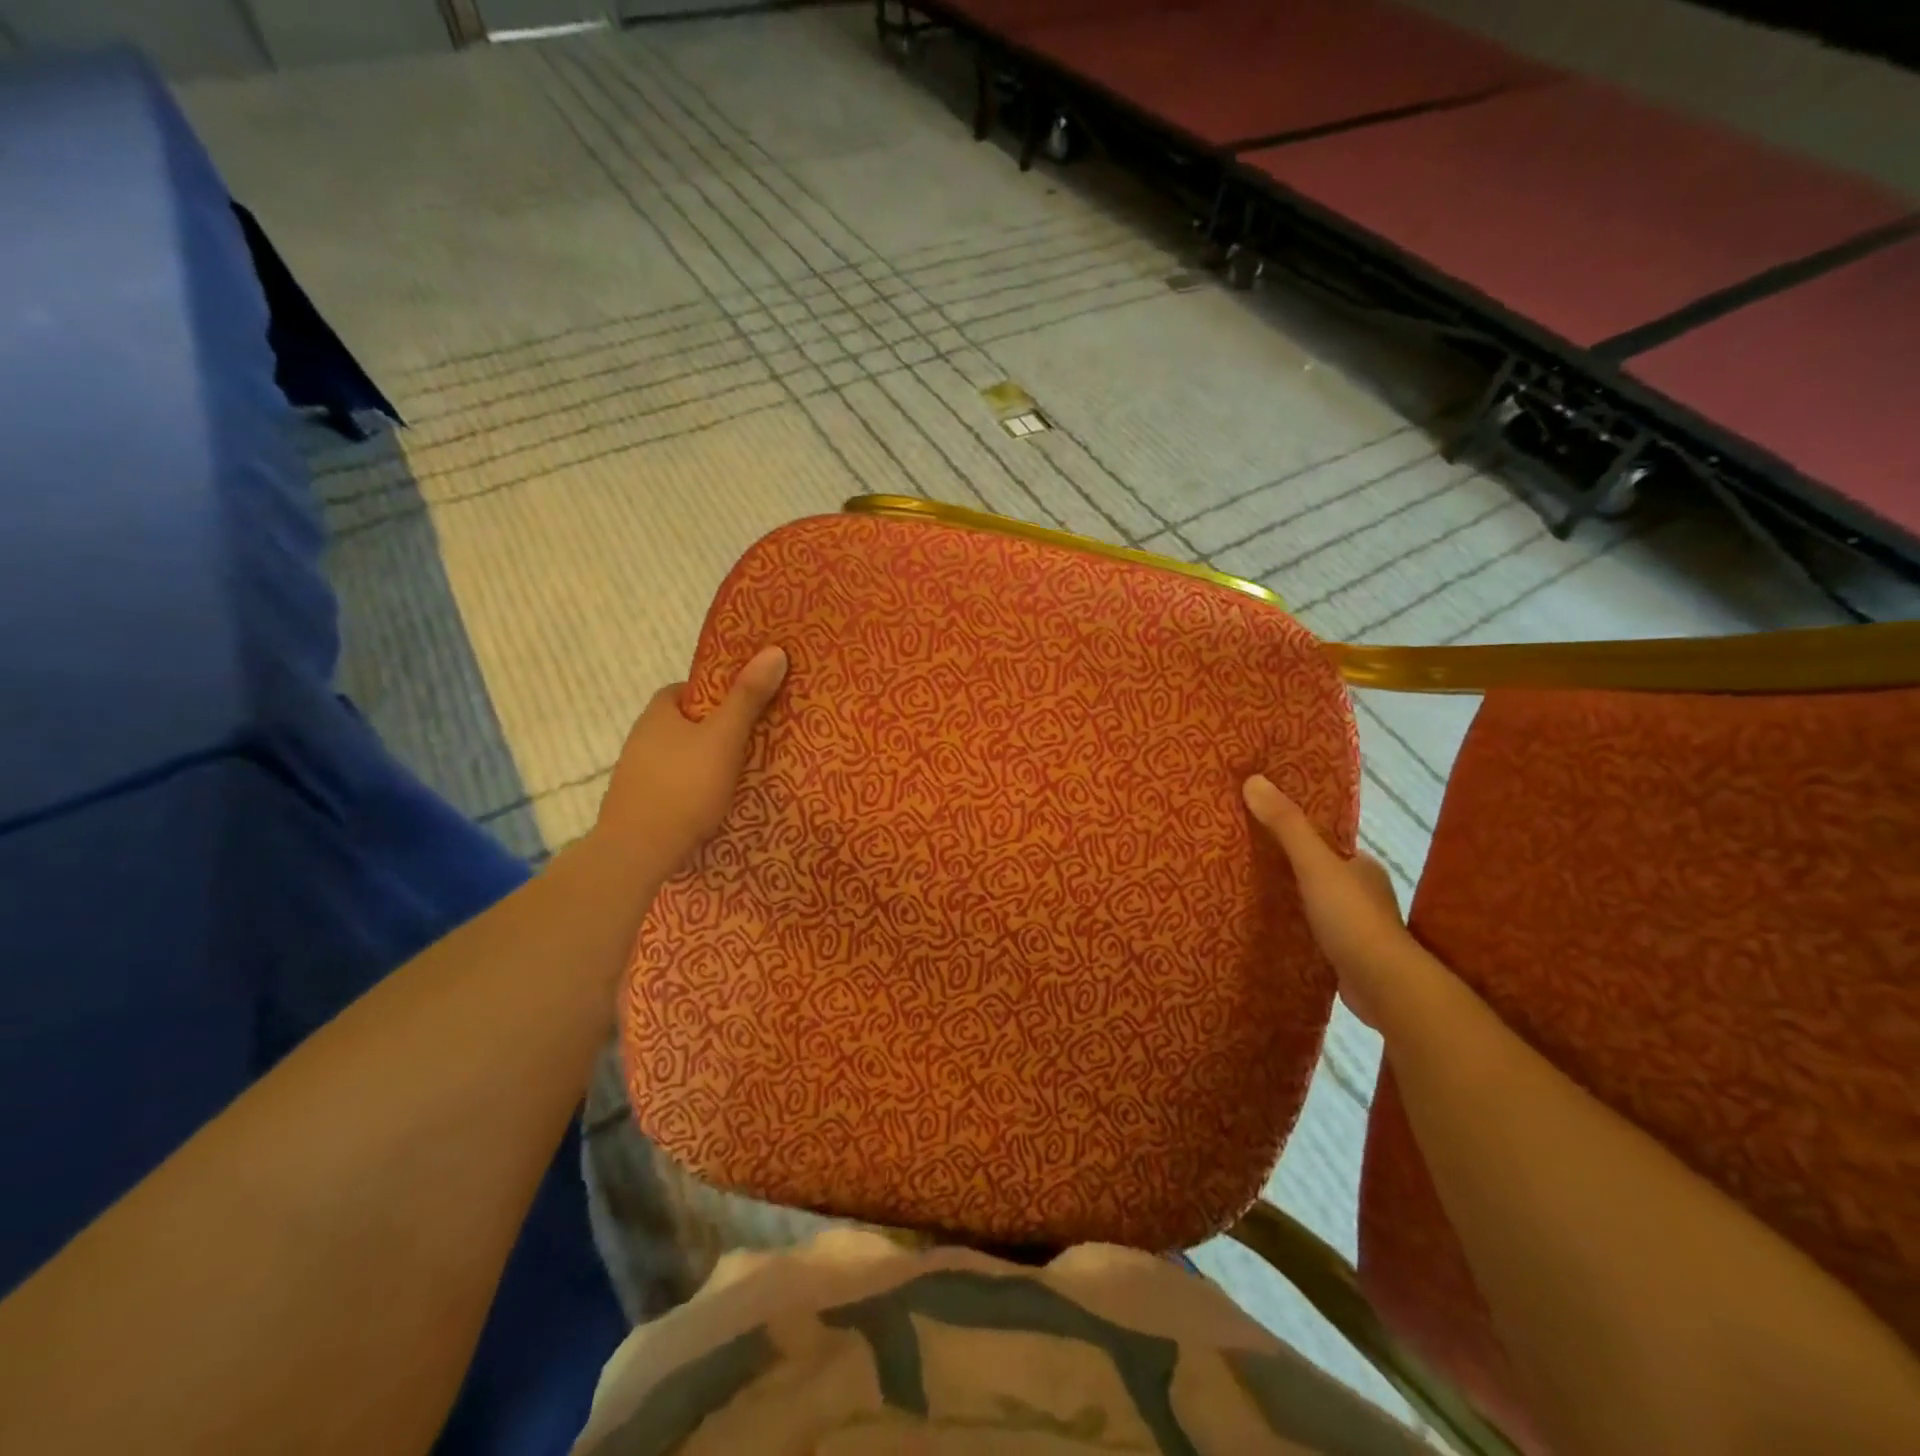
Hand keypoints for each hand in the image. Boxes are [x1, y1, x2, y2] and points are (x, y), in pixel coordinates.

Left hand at [593, 646, 787, 873]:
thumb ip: (748, 697)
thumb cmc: (684, 786)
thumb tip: (774, 650)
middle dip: (717, 729)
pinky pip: (676, 784)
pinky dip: (695, 787)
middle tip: (755, 739)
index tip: (747, 705)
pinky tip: (716, 803)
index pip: (689, 690)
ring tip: (744, 773)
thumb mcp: (724, 737)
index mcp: (658, 713)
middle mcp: (642, 737)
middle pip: (687, 723)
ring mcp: (637, 774)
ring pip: (681, 756)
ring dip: (706, 761)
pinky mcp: (640, 804)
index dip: (719, 693)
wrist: (638, 851)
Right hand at [1243, 774, 1409, 1027]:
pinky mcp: (1347, 956)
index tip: (1261, 826)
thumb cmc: (1351, 917)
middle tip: (1245, 859)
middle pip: (1318, 871)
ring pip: (1316, 903)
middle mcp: (1363, 892)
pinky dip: (1296, 928)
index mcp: (1362, 866)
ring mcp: (1356, 927)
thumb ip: (1286, 825)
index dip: (1295, 833)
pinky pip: (1314, 932)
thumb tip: (1253, 779)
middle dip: (1289, 866)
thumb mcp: (1314, 863)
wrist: (1383, 985)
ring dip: (1292, 899)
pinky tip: (1271, 930)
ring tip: (1250, 893)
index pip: (1325, 842)